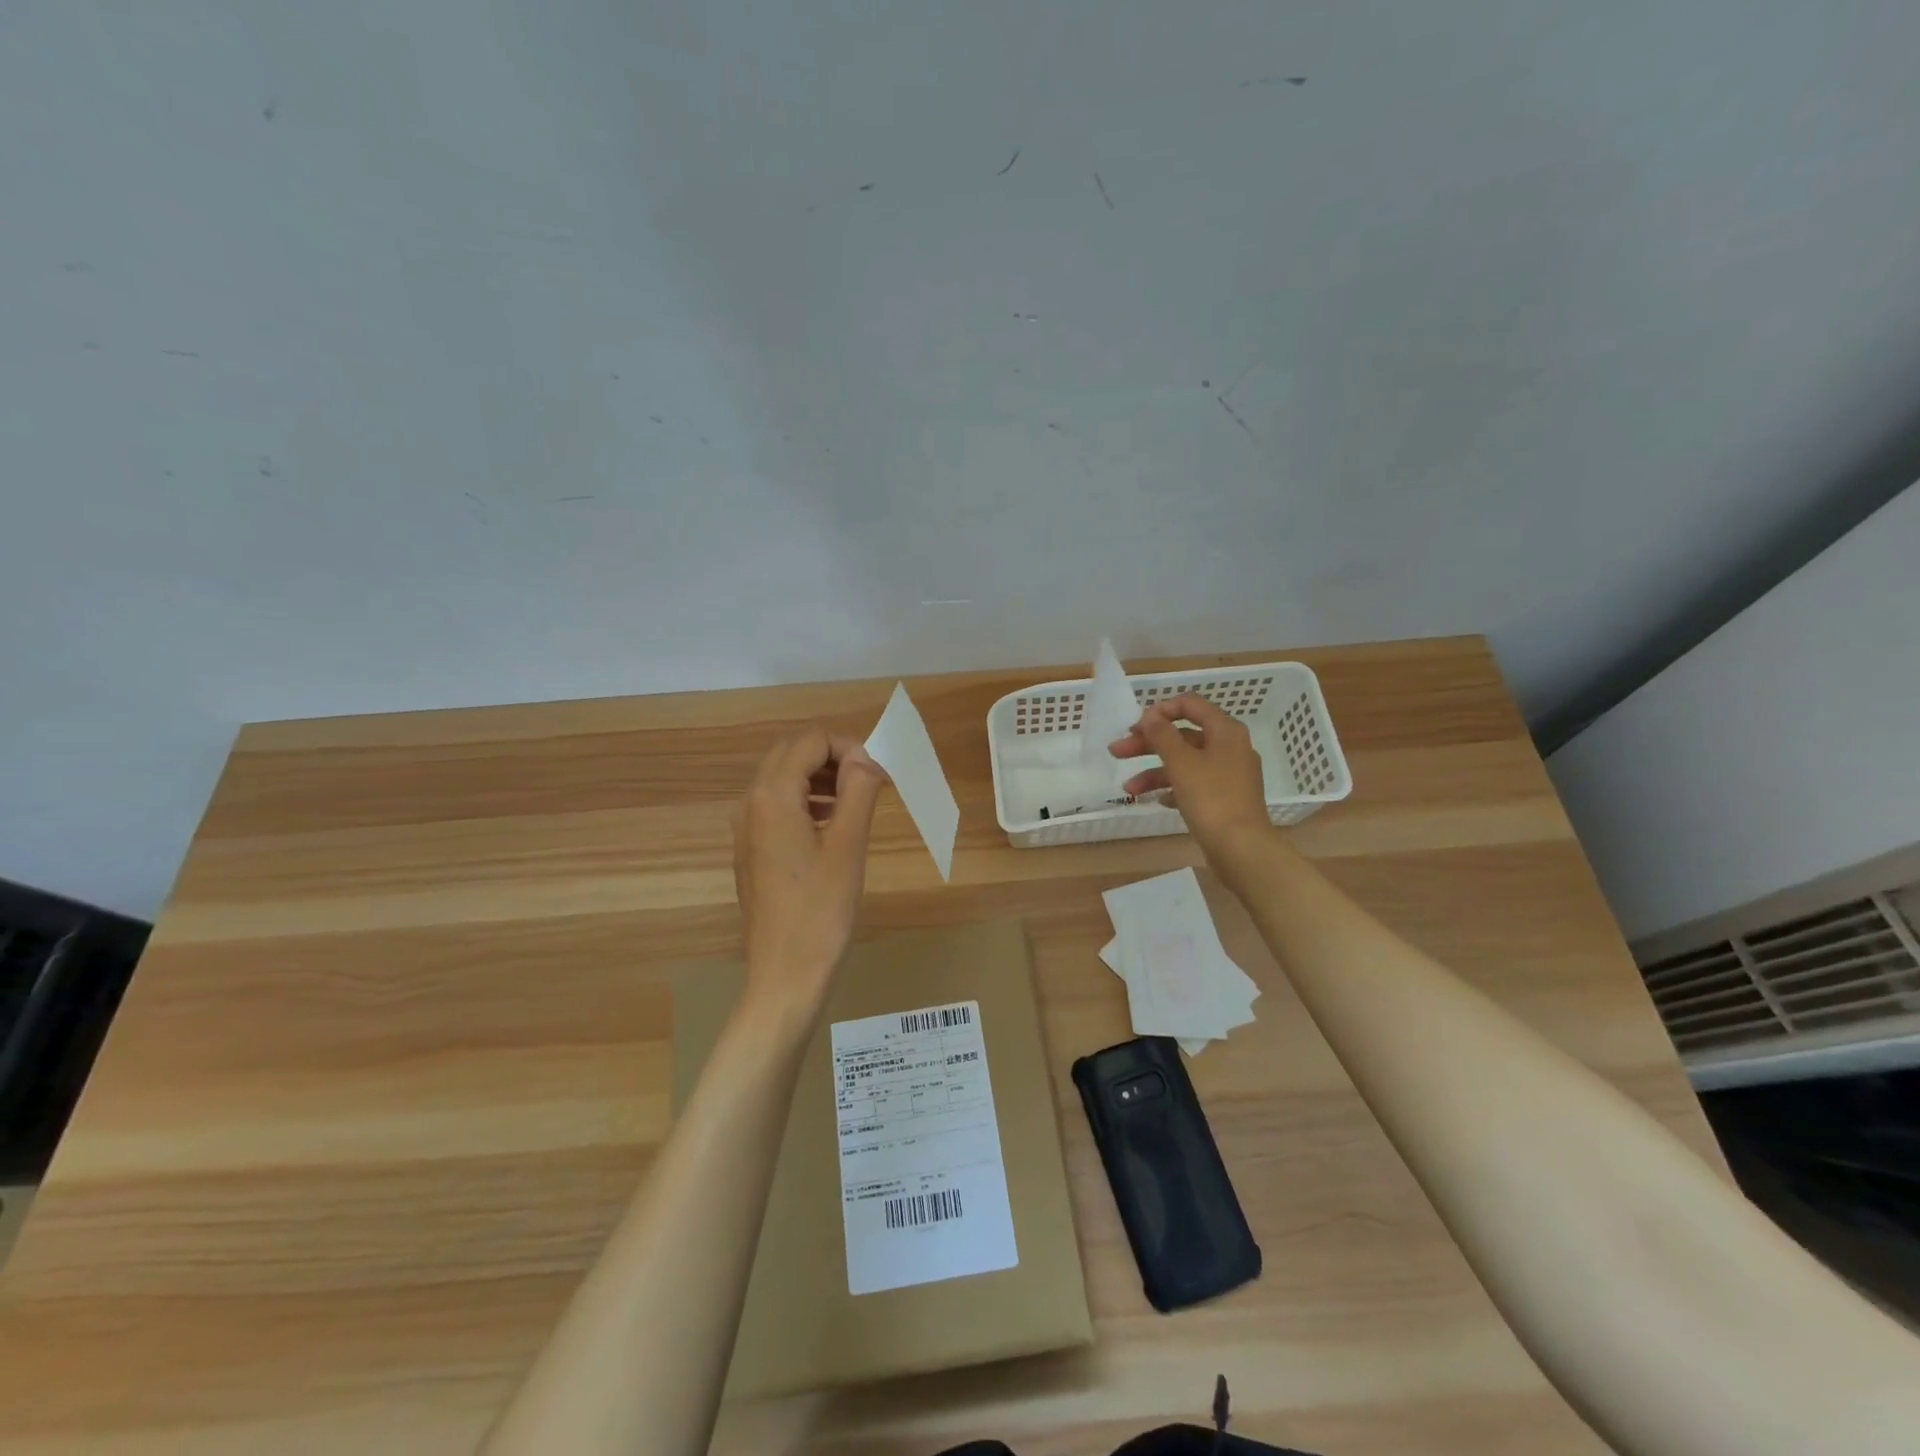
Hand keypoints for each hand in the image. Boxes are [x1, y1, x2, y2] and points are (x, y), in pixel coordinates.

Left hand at [732, 729, 887, 1012]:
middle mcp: (750, 803)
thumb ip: (859, 790)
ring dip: (820, 776)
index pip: (811, 741)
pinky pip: (776, 804)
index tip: (878, 774)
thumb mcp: (849, 845)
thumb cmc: (822, 910)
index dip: (849, 746)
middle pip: (791, 753)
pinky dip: (806, 799)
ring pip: (782, 777)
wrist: (786, 974)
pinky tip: (833, 824)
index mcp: (772, 796)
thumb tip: (867, 758)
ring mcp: (746, 827)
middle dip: (833, 756)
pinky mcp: (751, 848)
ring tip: (856, 801)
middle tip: (869, 781)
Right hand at [1109, 693, 1269, 858]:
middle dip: (1148, 744)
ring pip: (1185, 763)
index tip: (1135, 726)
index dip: (1160, 711)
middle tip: (1117, 752)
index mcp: (1225, 731)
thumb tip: (1150, 715)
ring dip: (1154, 772)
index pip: (1190, 705)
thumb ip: (1162, 735)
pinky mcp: (1225, 799)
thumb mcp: (1181, 763)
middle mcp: (1230, 747)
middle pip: (1183, 736)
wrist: (1241, 848)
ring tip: (1129, 789)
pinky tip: (1158, 801)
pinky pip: (1194, 784)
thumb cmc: (1211, 798)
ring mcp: (1229, 775)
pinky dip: (1174, 788)